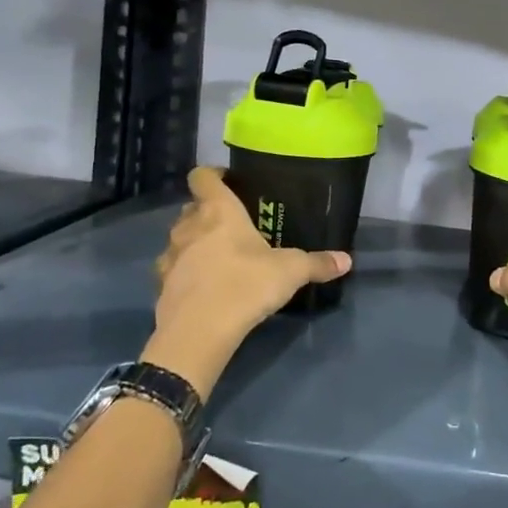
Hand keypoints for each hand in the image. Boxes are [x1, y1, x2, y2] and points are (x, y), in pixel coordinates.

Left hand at [146, 166, 351, 398]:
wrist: (199, 332)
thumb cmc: (246, 284)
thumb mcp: (291, 272)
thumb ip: (317, 263)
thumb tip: (346, 260)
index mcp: (218, 211)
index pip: (203, 176)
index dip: (213, 175)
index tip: (230, 182)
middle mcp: (189, 226)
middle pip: (192, 207)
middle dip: (208, 212)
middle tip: (234, 225)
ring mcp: (170, 255)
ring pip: (180, 237)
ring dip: (195, 242)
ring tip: (219, 257)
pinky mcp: (160, 284)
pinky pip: (173, 268)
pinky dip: (186, 272)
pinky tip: (205, 286)